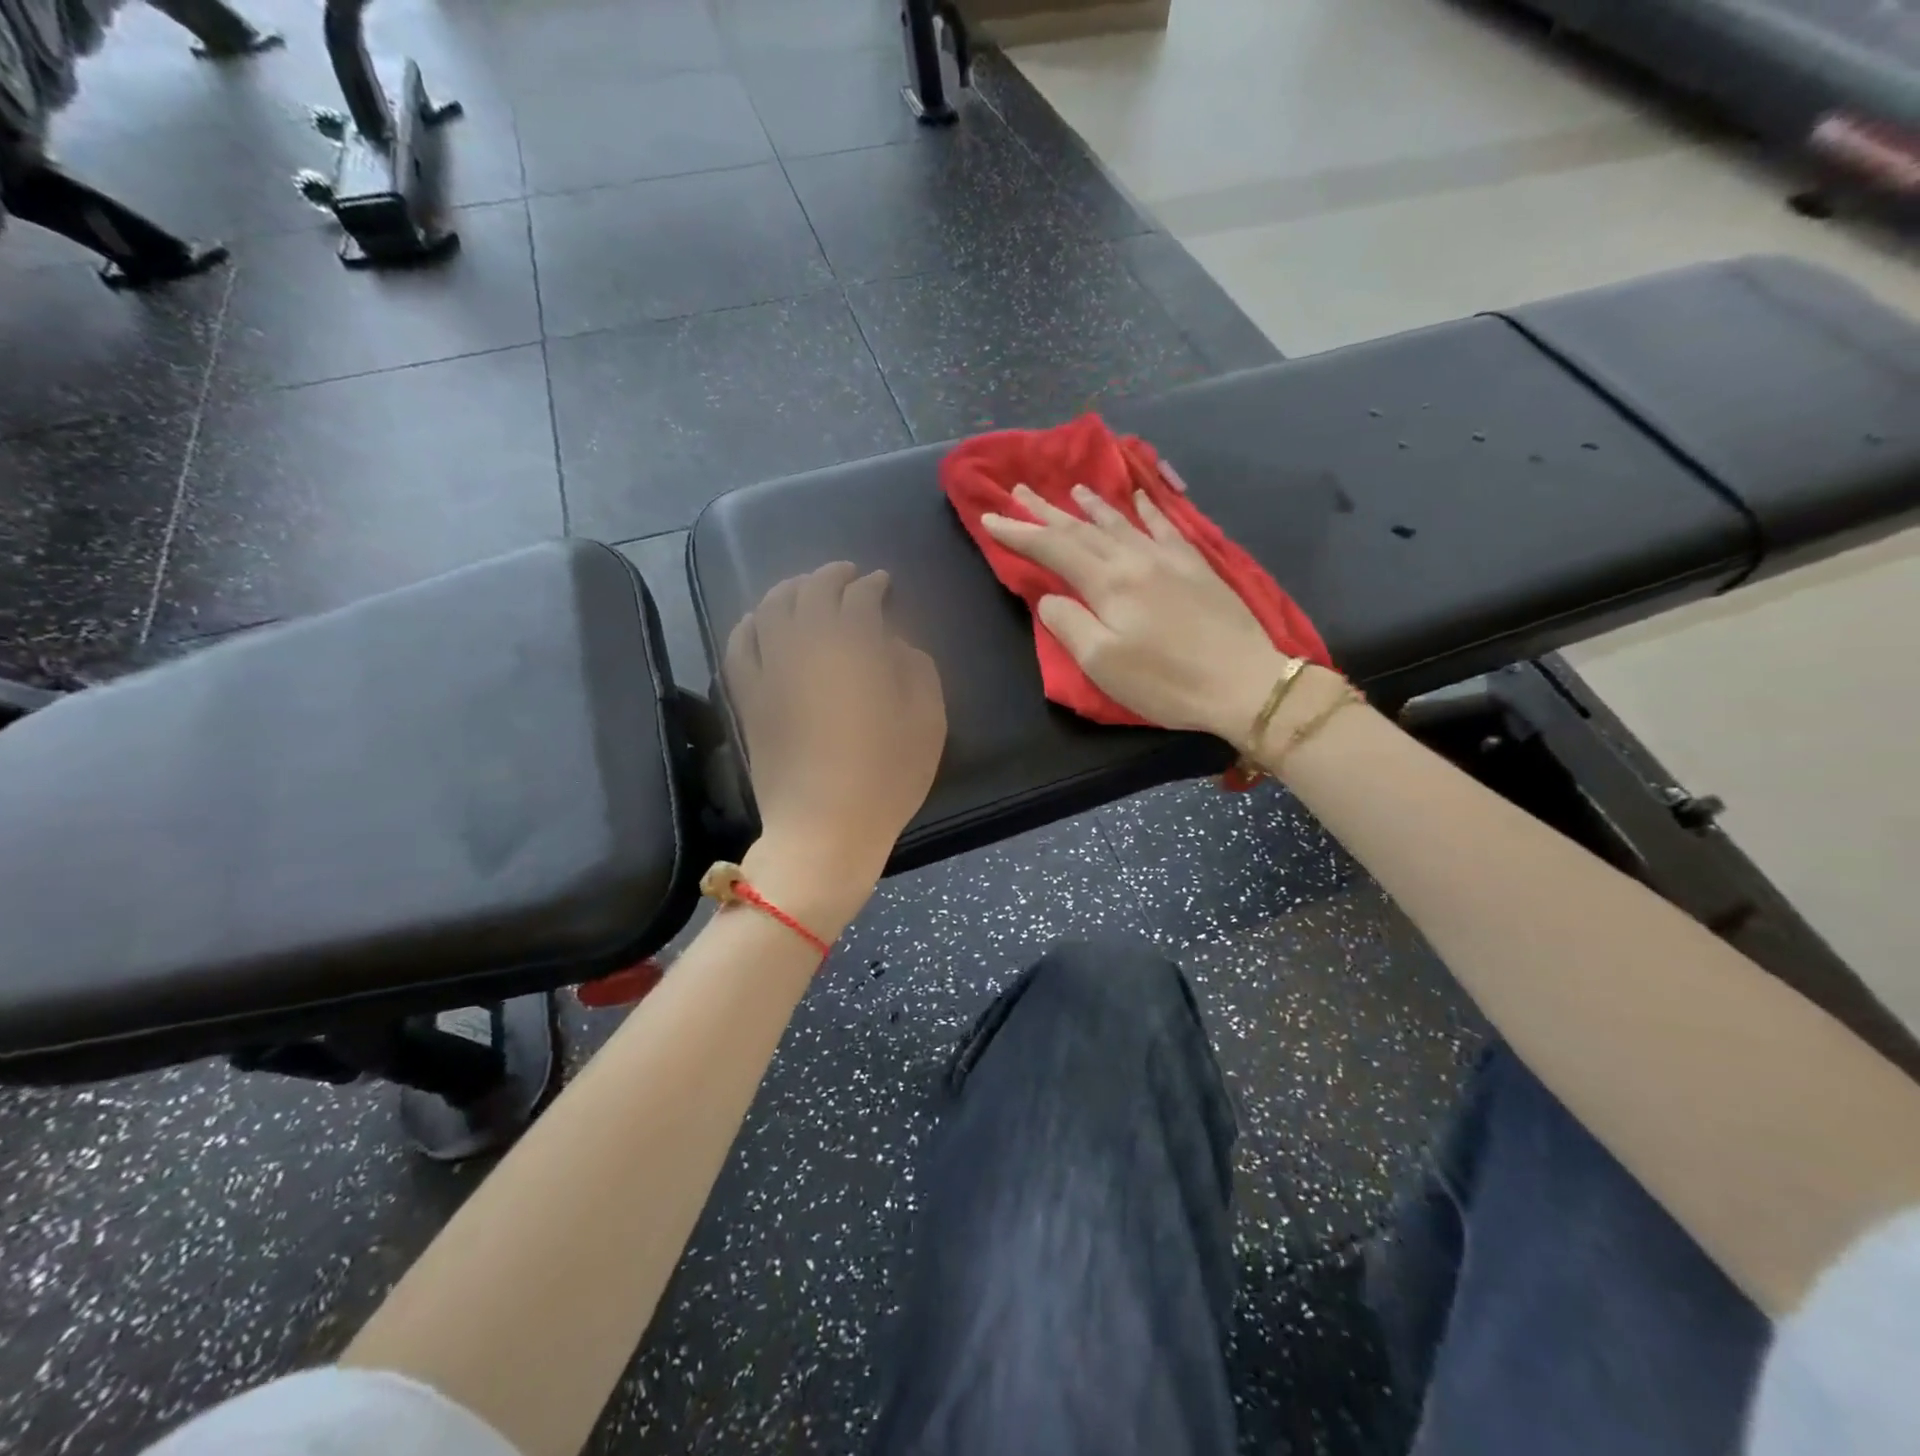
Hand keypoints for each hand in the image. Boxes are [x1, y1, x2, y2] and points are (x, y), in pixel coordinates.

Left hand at [724, 563, 946, 933]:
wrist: (824, 830)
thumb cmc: (886, 778)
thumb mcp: (927, 722)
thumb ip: (916, 669)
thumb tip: (893, 645)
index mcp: (854, 649)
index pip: (859, 598)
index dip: (873, 585)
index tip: (883, 584)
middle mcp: (805, 647)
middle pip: (811, 592)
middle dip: (831, 576)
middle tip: (848, 575)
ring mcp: (770, 671)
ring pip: (770, 609)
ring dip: (790, 589)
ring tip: (805, 589)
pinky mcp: (748, 698)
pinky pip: (739, 645)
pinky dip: (750, 623)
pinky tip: (760, 621)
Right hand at [981, 483, 1290, 749]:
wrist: (1243, 682)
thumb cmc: (1166, 681)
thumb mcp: (1102, 663)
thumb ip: (1069, 624)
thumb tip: (1050, 596)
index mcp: (1108, 582)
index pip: (1053, 548)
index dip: (1019, 532)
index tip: (990, 517)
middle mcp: (1135, 559)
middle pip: (1082, 528)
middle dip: (1047, 511)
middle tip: (1019, 489)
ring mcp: (1169, 558)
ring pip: (1120, 522)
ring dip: (1091, 505)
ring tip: (1072, 489)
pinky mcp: (1196, 566)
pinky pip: (1165, 526)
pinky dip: (1147, 509)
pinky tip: (1139, 498)